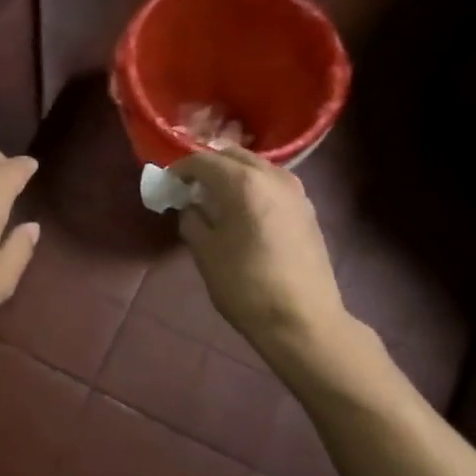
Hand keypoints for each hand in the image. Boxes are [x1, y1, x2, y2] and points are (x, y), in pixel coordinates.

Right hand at [173, 146, 344, 350]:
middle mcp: (272, 176)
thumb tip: (191, 206)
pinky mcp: (307, 208)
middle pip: (233, 155)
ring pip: (256, 167)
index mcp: (243, 183)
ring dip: (233, 174)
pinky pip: (273, 183)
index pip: (203, 160)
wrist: (303, 320)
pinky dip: (253, 186)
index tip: (168, 184)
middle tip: (190, 188)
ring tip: (216, 198)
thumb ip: (192, 220)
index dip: (180, 169)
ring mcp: (295, 190)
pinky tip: (244, 211)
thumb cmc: (246, 286)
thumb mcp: (205, 253)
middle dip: (208, 166)